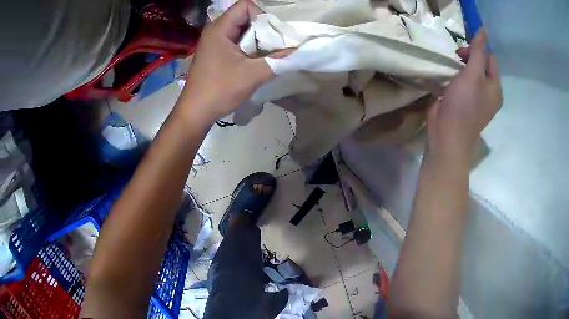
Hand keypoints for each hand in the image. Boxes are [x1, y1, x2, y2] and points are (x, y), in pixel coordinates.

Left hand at [180, 0, 272, 121]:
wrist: (195, 112)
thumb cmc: (219, 90)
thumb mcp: (252, 75)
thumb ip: (277, 60)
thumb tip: (298, 50)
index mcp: (219, 28)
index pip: (245, 5)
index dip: (262, 15)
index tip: (270, 35)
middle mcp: (215, 30)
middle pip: (245, 16)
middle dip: (263, 28)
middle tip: (273, 46)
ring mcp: (214, 41)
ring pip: (242, 29)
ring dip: (258, 39)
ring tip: (266, 55)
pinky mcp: (216, 52)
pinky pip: (237, 40)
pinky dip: (249, 47)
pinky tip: (255, 61)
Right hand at [426, 30, 502, 161]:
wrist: (447, 136)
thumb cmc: (463, 105)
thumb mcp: (472, 75)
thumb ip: (478, 52)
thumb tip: (483, 29)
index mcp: (495, 88)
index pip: (490, 58)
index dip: (477, 49)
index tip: (461, 52)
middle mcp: (489, 93)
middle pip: (482, 65)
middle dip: (469, 58)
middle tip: (456, 60)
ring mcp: (477, 100)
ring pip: (472, 74)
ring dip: (462, 67)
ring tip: (452, 71)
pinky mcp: (465, 103)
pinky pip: (465, 83)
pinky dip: (458, 77)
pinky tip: (450, 80)